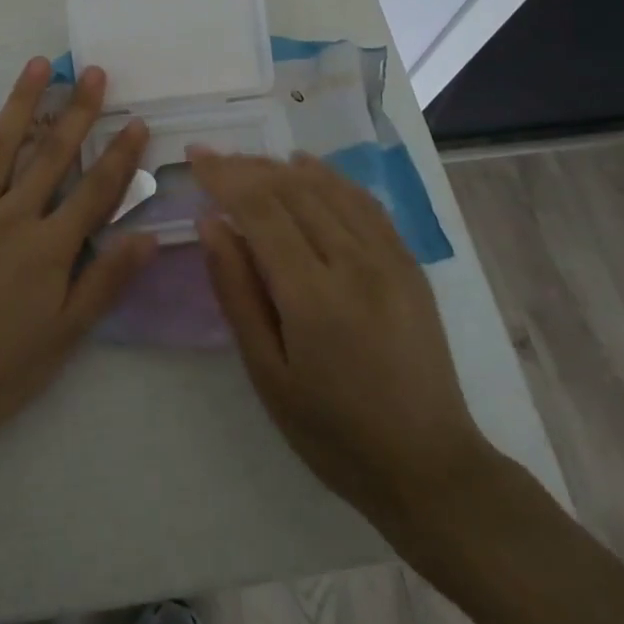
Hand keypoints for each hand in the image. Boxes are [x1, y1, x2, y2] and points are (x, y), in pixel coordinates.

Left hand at [0, 58, 155, 453]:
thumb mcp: (64, 336)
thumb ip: (106, 282)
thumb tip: (150, 237)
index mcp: (49, 249)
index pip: (95, 192)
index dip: (120, 155)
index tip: (137, 120)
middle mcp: (12, 219)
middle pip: (51, 157)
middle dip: (77, 112)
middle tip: (92, 71)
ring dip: (20, 105)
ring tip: (37, 66)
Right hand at [191, 149, 493, 537]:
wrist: (429, 467)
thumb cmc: (332, 431)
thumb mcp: (267, 373)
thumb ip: (236, 292)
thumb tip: (210, 224)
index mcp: (313, 295)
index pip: (260, 210)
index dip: (224, 176)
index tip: (195, 156)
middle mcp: (354, 263)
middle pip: (292, 189)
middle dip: (246, 167)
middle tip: (213, 158)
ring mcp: (389, 258)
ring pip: (327, 187)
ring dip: (282, 167)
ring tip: (248, 162)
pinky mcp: (409, 263)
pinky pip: (363, 202)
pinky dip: (329, 177)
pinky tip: (306, 169)